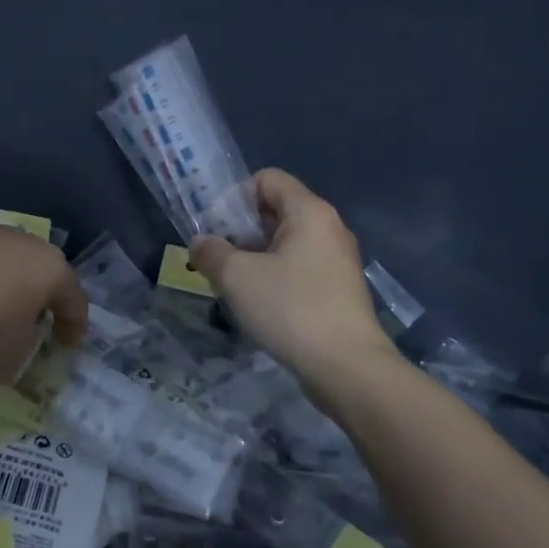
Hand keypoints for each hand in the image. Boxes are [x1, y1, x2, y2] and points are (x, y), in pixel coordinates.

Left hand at [0, 199, 86, 382]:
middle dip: (39, 296)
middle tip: (29, 324)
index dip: (74, 327)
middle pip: (41, 271)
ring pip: (6, 250)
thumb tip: (14, 348)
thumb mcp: (9, 357)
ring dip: (3, 272)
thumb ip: (20, 354)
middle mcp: (27, 243)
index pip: (75, 301)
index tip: (68, 347)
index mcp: (52, 272)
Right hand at [190, 169, 396, 394]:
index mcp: (309, 211)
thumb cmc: (291, 309)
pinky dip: (275, 276)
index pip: (266, 179)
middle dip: (241, 230)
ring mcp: (337, 260)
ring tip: (233, 284)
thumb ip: (211, 252)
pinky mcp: (339, 289)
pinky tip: (260, 305)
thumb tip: (201, 243)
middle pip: (276, 210)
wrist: (348, 369)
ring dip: (255, 256)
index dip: (235, 197)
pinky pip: (299, 267)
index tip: (216, 230)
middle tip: (218, 259)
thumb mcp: (236, 277)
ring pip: (286, 242)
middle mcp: (328, 227)